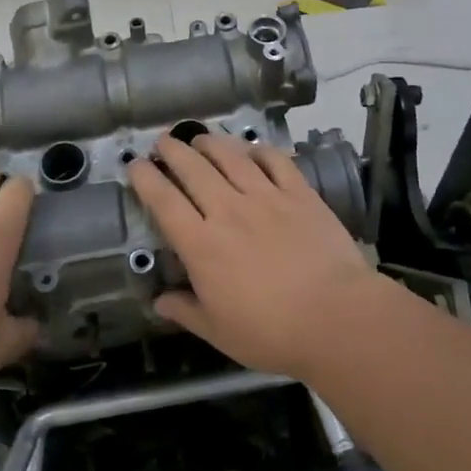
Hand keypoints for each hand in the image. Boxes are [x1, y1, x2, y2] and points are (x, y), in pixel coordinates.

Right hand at [128, 134, 381, 379]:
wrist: (335, 318)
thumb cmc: (271, 332)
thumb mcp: (218, 332)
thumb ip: (185, 311)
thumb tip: (158, 301)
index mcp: (202, 244)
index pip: (164, 201)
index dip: (145, 179)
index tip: (135, 165)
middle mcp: (228, 210)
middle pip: (193, 169)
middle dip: (173, 150)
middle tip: (162, 142)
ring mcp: (266, 197)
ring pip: (231, 156)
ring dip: (211, 143)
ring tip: (200, 138)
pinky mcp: (299, 193)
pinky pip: (275, 161)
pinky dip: (259, 150)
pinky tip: (252, 148)